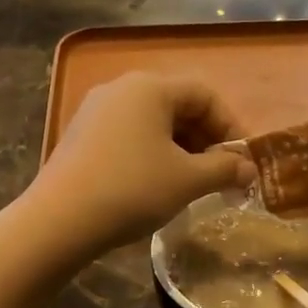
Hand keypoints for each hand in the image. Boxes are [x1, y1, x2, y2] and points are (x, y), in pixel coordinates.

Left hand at [27, 73, 253, 257]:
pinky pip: (128, 135)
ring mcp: (95, 110)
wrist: (58, 220)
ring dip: (180, 148)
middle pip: (177, 105)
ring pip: (152, 122)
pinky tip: (155, 184)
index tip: (242, 161)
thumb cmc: (132, 190)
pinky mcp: (80, 135)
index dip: (231, 126)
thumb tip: (249, 169)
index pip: (205, 94)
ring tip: (191, 183)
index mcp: (150, 87)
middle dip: (205, 139)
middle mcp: (121, 88)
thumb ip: (224, 169)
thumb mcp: (187, 180)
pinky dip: (151, 153)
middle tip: (220, 174)